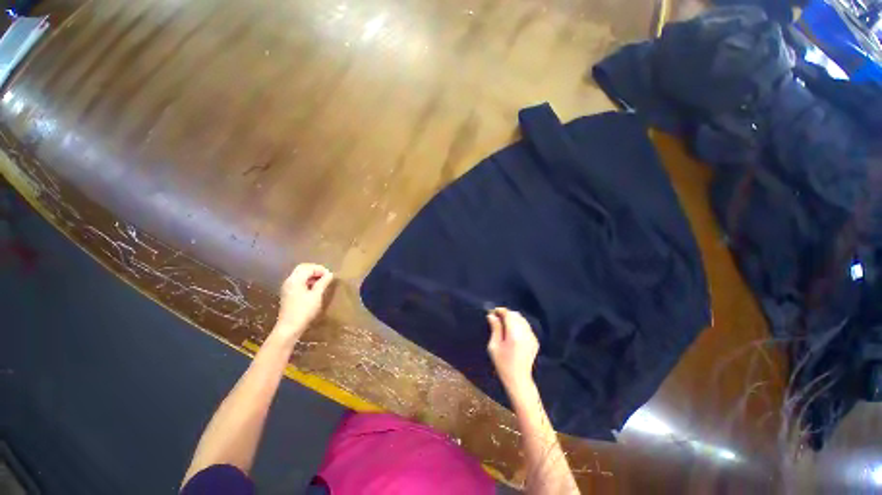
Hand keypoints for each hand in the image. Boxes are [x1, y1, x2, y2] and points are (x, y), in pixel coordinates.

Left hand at [276, 263, 333, 335]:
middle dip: (315, 270)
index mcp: (295, 280)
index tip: (330, 276)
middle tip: (326, 277)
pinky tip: (314, 289)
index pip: (308, 267)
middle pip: (302, 269)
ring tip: (322, 282)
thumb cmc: (304, 311)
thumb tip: (330, 274)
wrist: (289, 328)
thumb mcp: (316, 296)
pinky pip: (298, 282)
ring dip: (311, 276)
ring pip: (300, 275)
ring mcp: (287, 287)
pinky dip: (307, 281)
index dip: (320, 269)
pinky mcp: (288, 294)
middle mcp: (289, 281)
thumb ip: (323, 283)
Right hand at [486, 308, 538, 393]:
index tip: (493, 312)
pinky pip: (526, 327)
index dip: (500, 311)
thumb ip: (495, 328)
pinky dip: (519, 325)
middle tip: (497, 319)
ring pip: (522, 319)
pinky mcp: (535, 341)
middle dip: (506, 314)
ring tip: (504, 325)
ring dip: (513, 319)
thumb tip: (492, 315)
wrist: (518, 379)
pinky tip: (513, 333)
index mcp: (514, 334)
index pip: (508, 314)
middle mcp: (525, 333)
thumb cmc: (502, 363)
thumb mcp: (494, 346)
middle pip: (516, 315)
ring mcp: (532, 337)